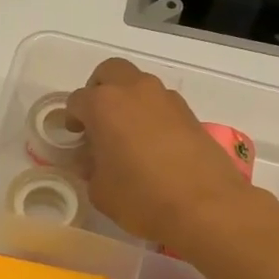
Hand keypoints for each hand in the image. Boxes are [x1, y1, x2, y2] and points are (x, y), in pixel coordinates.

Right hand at [65, 59, 256, 251]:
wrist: (206, 206)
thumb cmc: (141, 197)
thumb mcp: (100, 190)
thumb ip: (90, 167)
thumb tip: (92, 158)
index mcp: (104, 104)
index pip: (77, 101)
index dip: (72, 118)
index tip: (75, 136)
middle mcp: (135, 91)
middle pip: (110, 72)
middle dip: (99, 90)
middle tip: (98, 120)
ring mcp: (166, 99)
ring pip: (140, 85)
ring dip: (129, 101)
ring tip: (128, 135)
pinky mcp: (190, 114)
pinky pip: (162, 104)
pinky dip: (152, 115)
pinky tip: (154, 146)